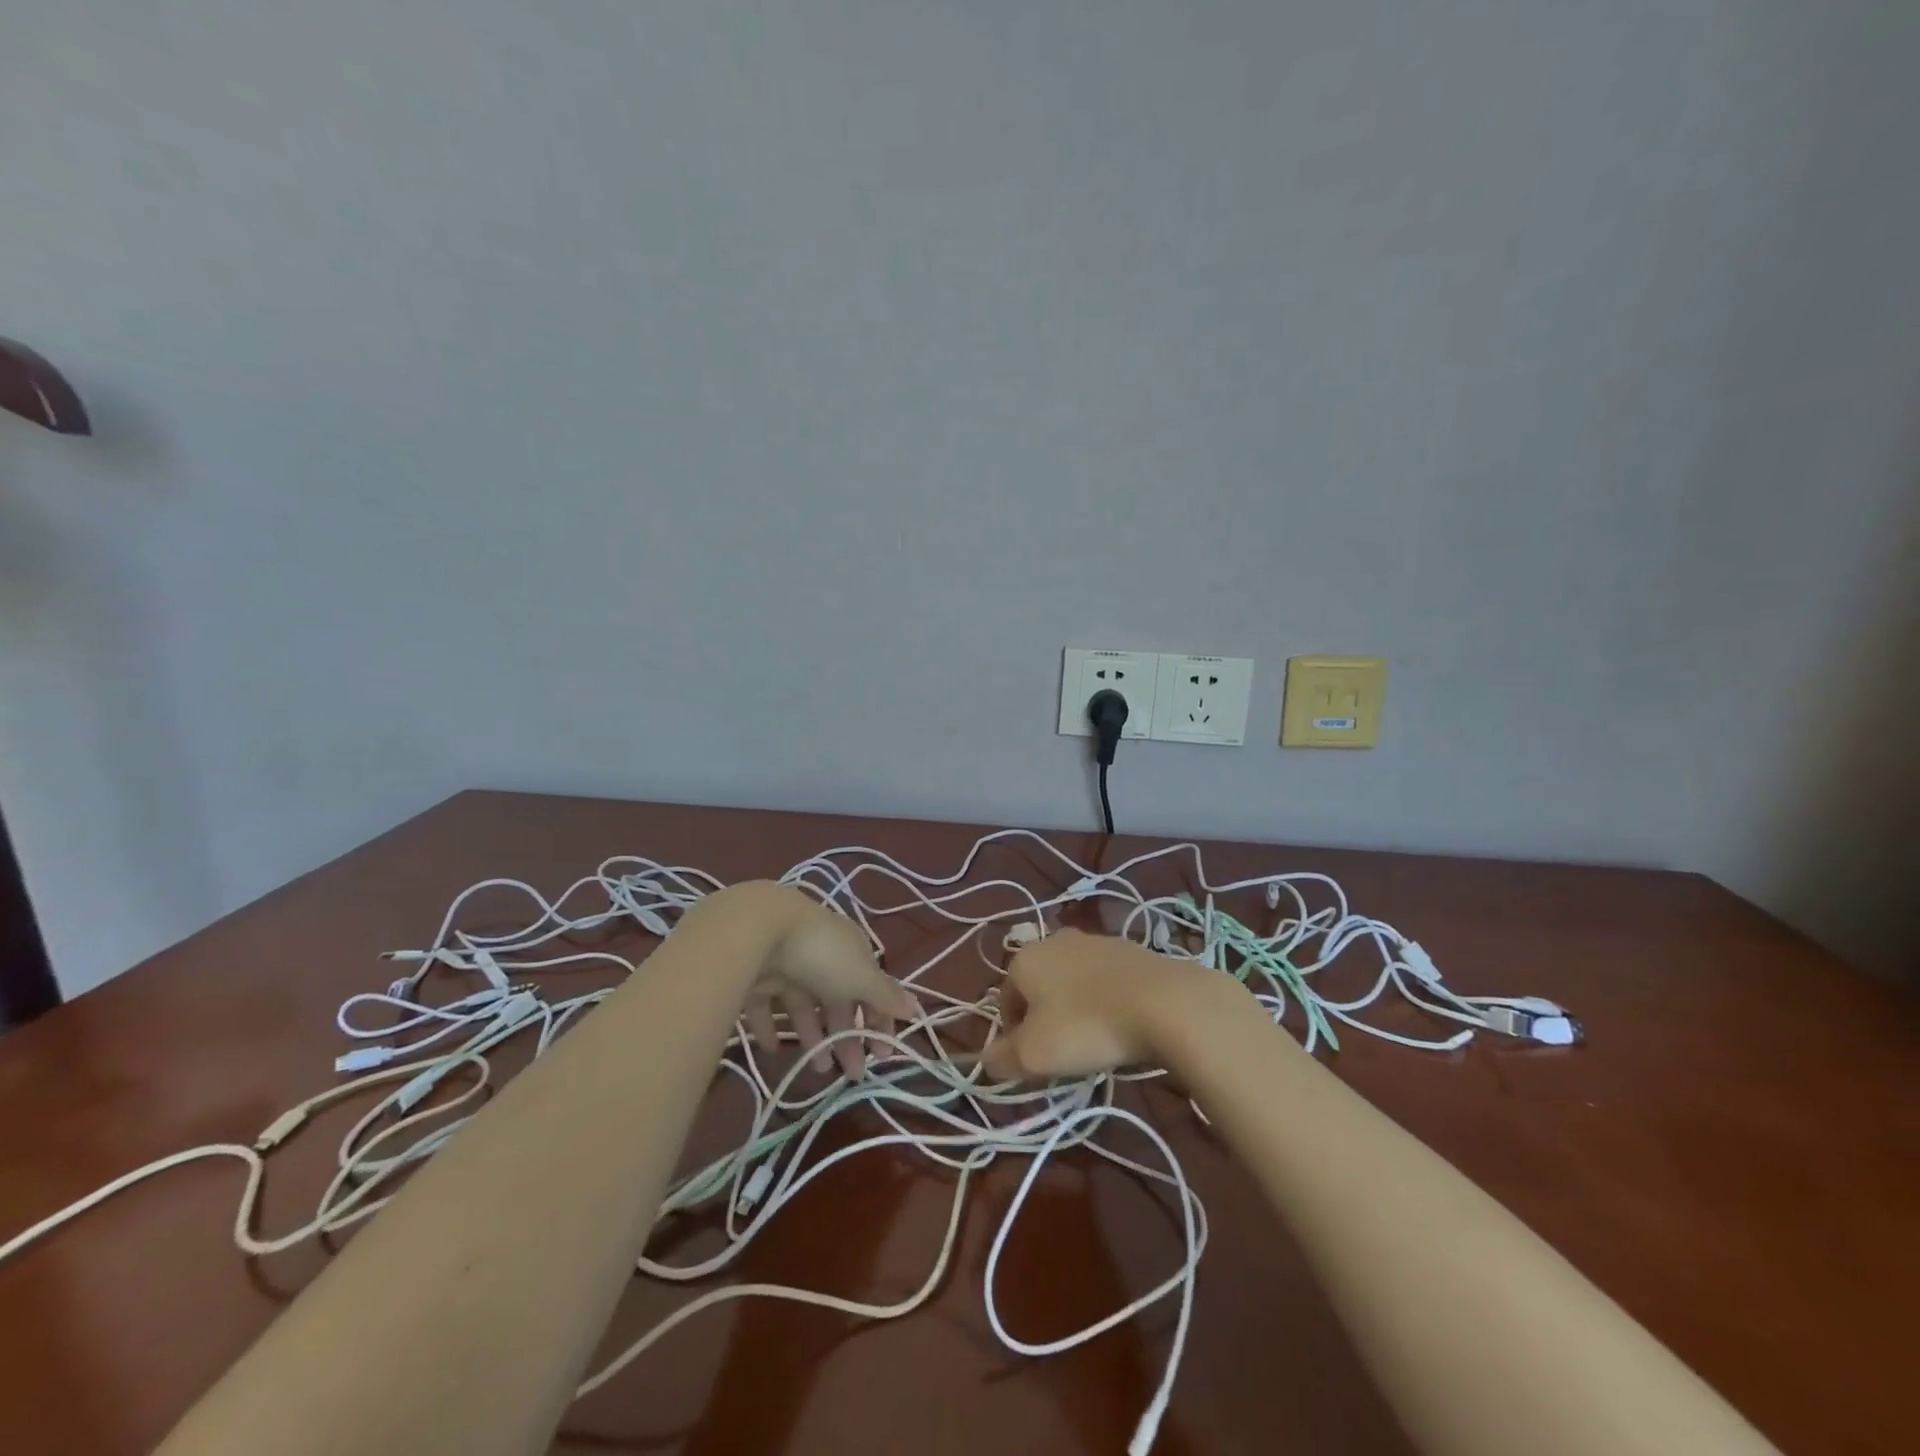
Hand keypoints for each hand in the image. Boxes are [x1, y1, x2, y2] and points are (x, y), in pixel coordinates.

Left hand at [731, 885, 919, 1078]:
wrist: (760, 930)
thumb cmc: (823, 954)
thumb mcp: (861, 977)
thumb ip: (885, 996)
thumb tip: (916, 1009)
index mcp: (852, 952)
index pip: (872, 988)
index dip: (880, 1019)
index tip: (883, 1054)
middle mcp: (822, 957)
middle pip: (839, 1001)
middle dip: (848, 1037)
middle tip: (853, 1074)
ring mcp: (788, 965)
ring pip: (804, 1006)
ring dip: (813, 1037)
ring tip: (818, 1070)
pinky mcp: (756, 976)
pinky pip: (765, 1006)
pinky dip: (769, 1028)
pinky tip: (772, 1048)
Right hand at [982, 928, 1225, 1080]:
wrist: (1163, 1003)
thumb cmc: (1085, 1027)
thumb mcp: (1034, 1055)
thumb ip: (1003, 1058)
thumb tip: (985, 1060)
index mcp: (1026, 959)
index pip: (1006, 998)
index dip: (1014, 1033)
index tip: (1034, 1061)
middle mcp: (1056, 940)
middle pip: (1040, 985)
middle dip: (1046, 1016)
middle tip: (1063, 1052)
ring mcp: (1097, 940)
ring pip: (1074, 980)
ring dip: (1077, 1006)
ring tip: (1096, 1040)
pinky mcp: (1132, 949)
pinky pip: (1107, 979)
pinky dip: (1107, 1000)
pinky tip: (1123, 1024)